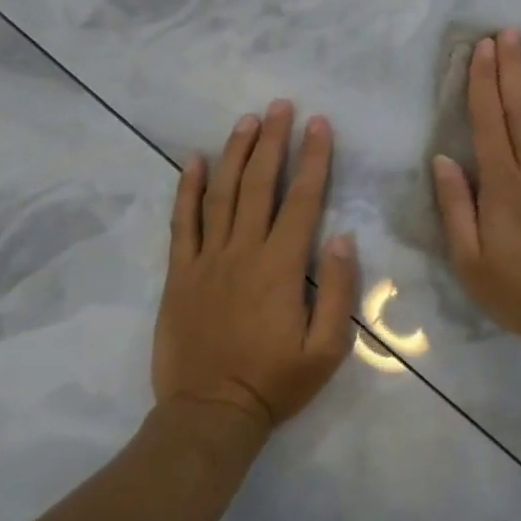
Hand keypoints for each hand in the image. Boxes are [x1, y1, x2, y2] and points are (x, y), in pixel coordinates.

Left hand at [153, 101, 358, 433]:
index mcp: (281, 266)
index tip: (319, 123)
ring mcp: (206, 260)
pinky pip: (181, 223)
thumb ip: (338, 290)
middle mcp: (242, 251)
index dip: (313, 157)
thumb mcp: (328, 348)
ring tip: (246, 120)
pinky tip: (192, 160)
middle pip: (258, 184)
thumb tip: (342, 236)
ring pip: (220, 194)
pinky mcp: (179, 274)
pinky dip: (186, 189)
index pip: (302, 198)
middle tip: (279, 105)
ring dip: (235, 153)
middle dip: (272, 140)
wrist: (209, 415)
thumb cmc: (276, 382)